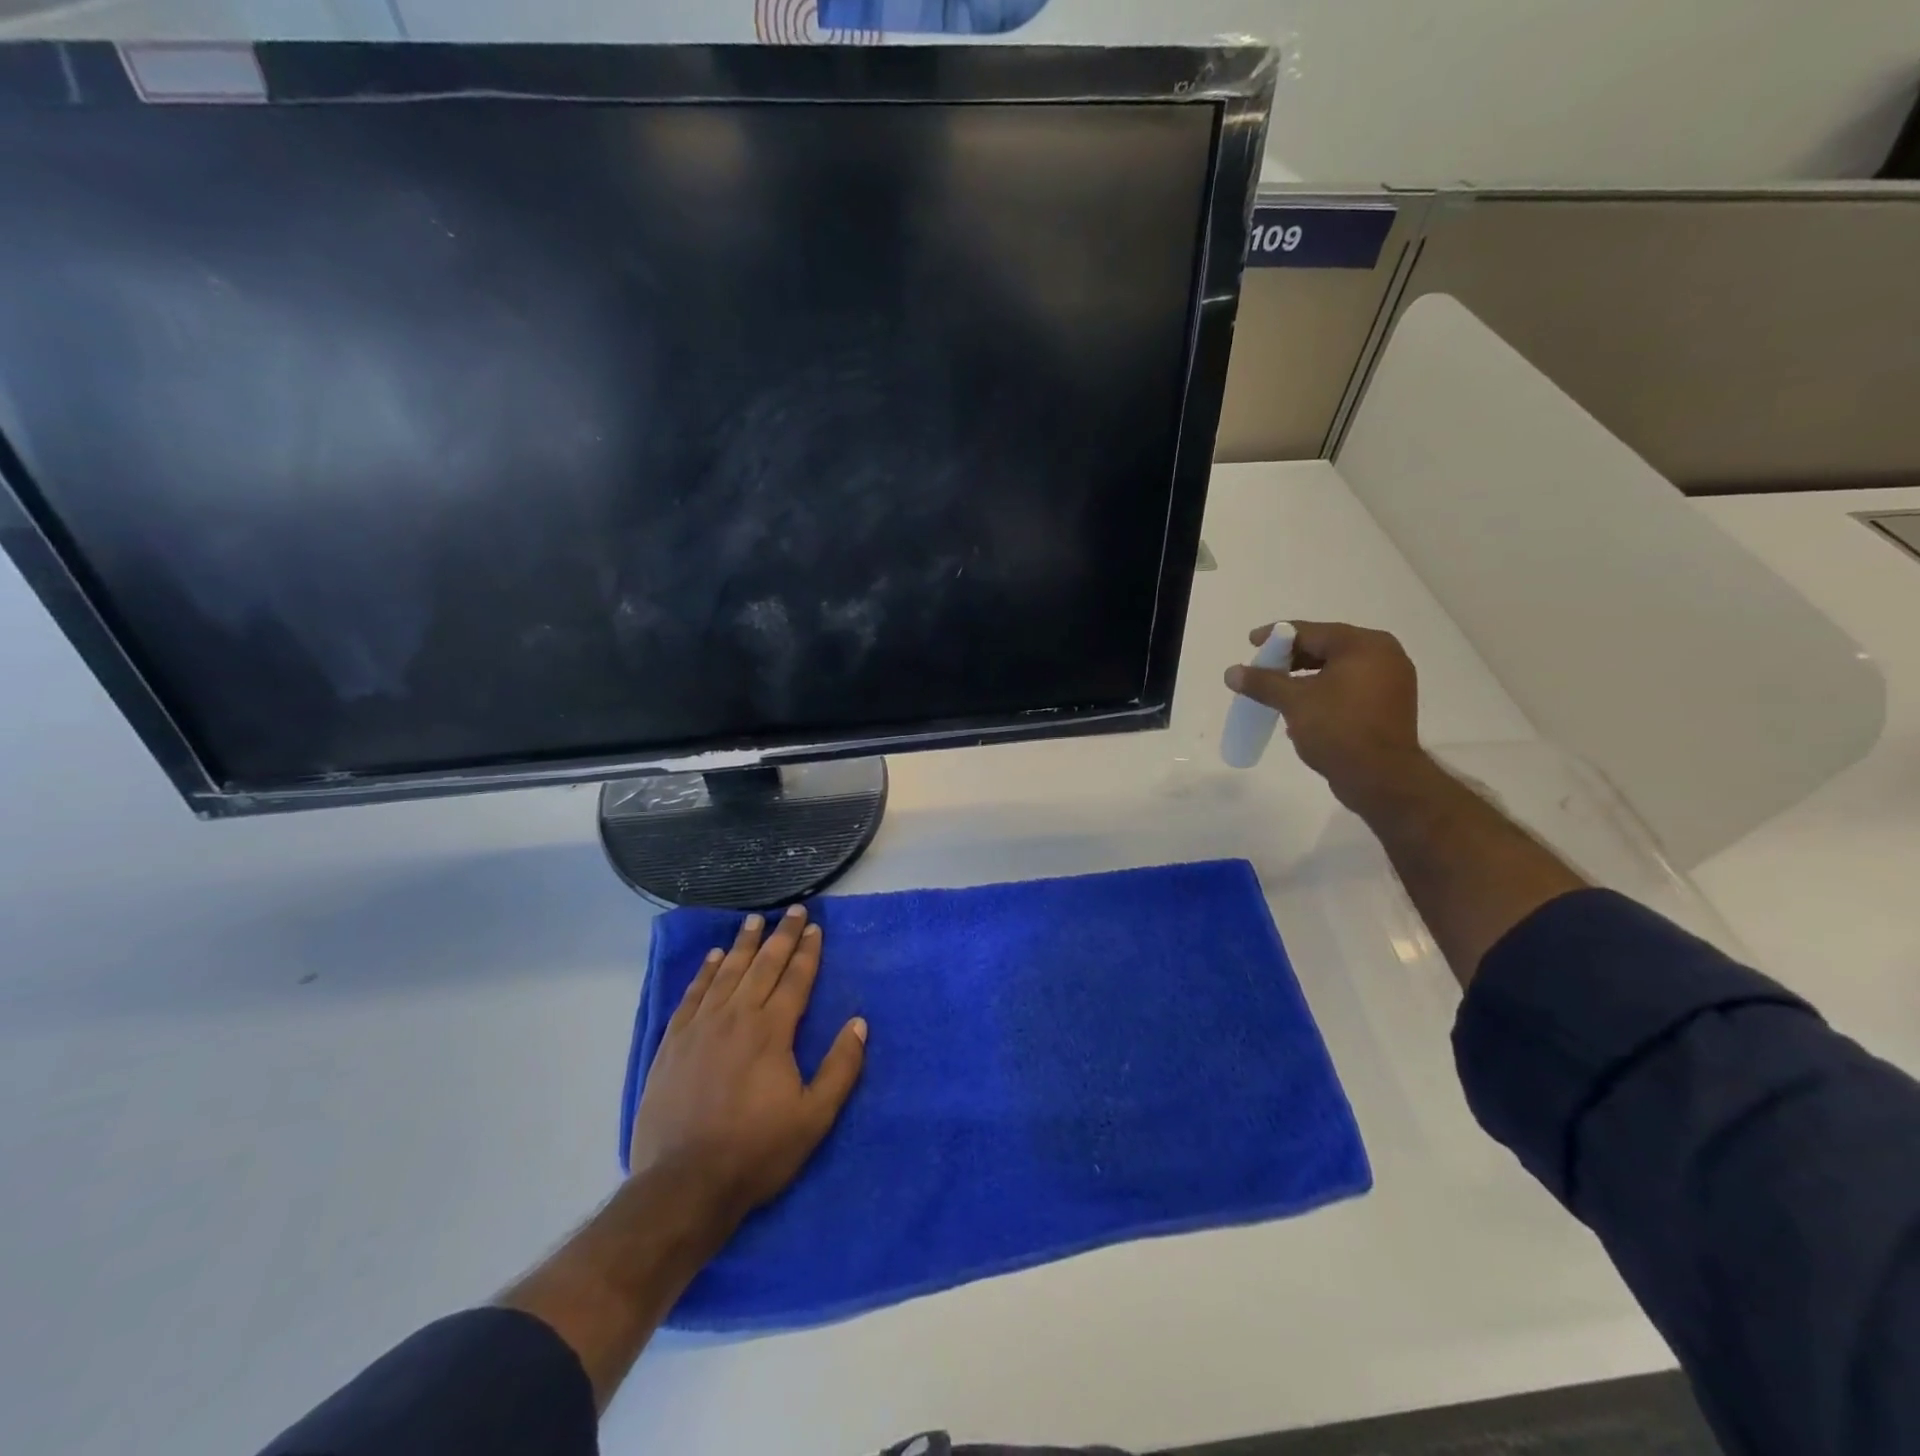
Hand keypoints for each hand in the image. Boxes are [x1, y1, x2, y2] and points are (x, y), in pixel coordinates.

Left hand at [629, 905, 866, 1231]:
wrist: (683, 1184)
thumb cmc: (756, 1151)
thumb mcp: (814, 1117)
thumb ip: (840, 1068)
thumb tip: (859, 1023)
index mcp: (772, 1030)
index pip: (795, 979)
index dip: (808, 952)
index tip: (816, 928)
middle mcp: (736, 1017)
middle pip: (762, 966)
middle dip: (781, 936)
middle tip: (793, 911)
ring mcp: (700, 1027)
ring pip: (726, 972)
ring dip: (742, 944)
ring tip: (753, 920)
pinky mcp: (673, 1043)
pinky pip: (692, 995)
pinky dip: (705, 972)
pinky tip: (713, 958)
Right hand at [1224, 620, 1430, 812]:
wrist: (1382, 778)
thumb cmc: (1338, 729)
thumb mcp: (1294, 702)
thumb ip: (1262, 682)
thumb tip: (1231, 672)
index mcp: (1364, 645)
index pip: (1311, 632)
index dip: (1277, 636)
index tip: (1251, 643)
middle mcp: (1383, 655)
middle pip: (1326, 648)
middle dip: (1290, 658)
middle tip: (1262, 667)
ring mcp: (1390, 681)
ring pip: (1336, 669)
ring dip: (1304, 677)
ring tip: (1276, 689)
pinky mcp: (1387, 705)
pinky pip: (1348, 687)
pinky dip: (1323, 691)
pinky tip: (1300, 707)